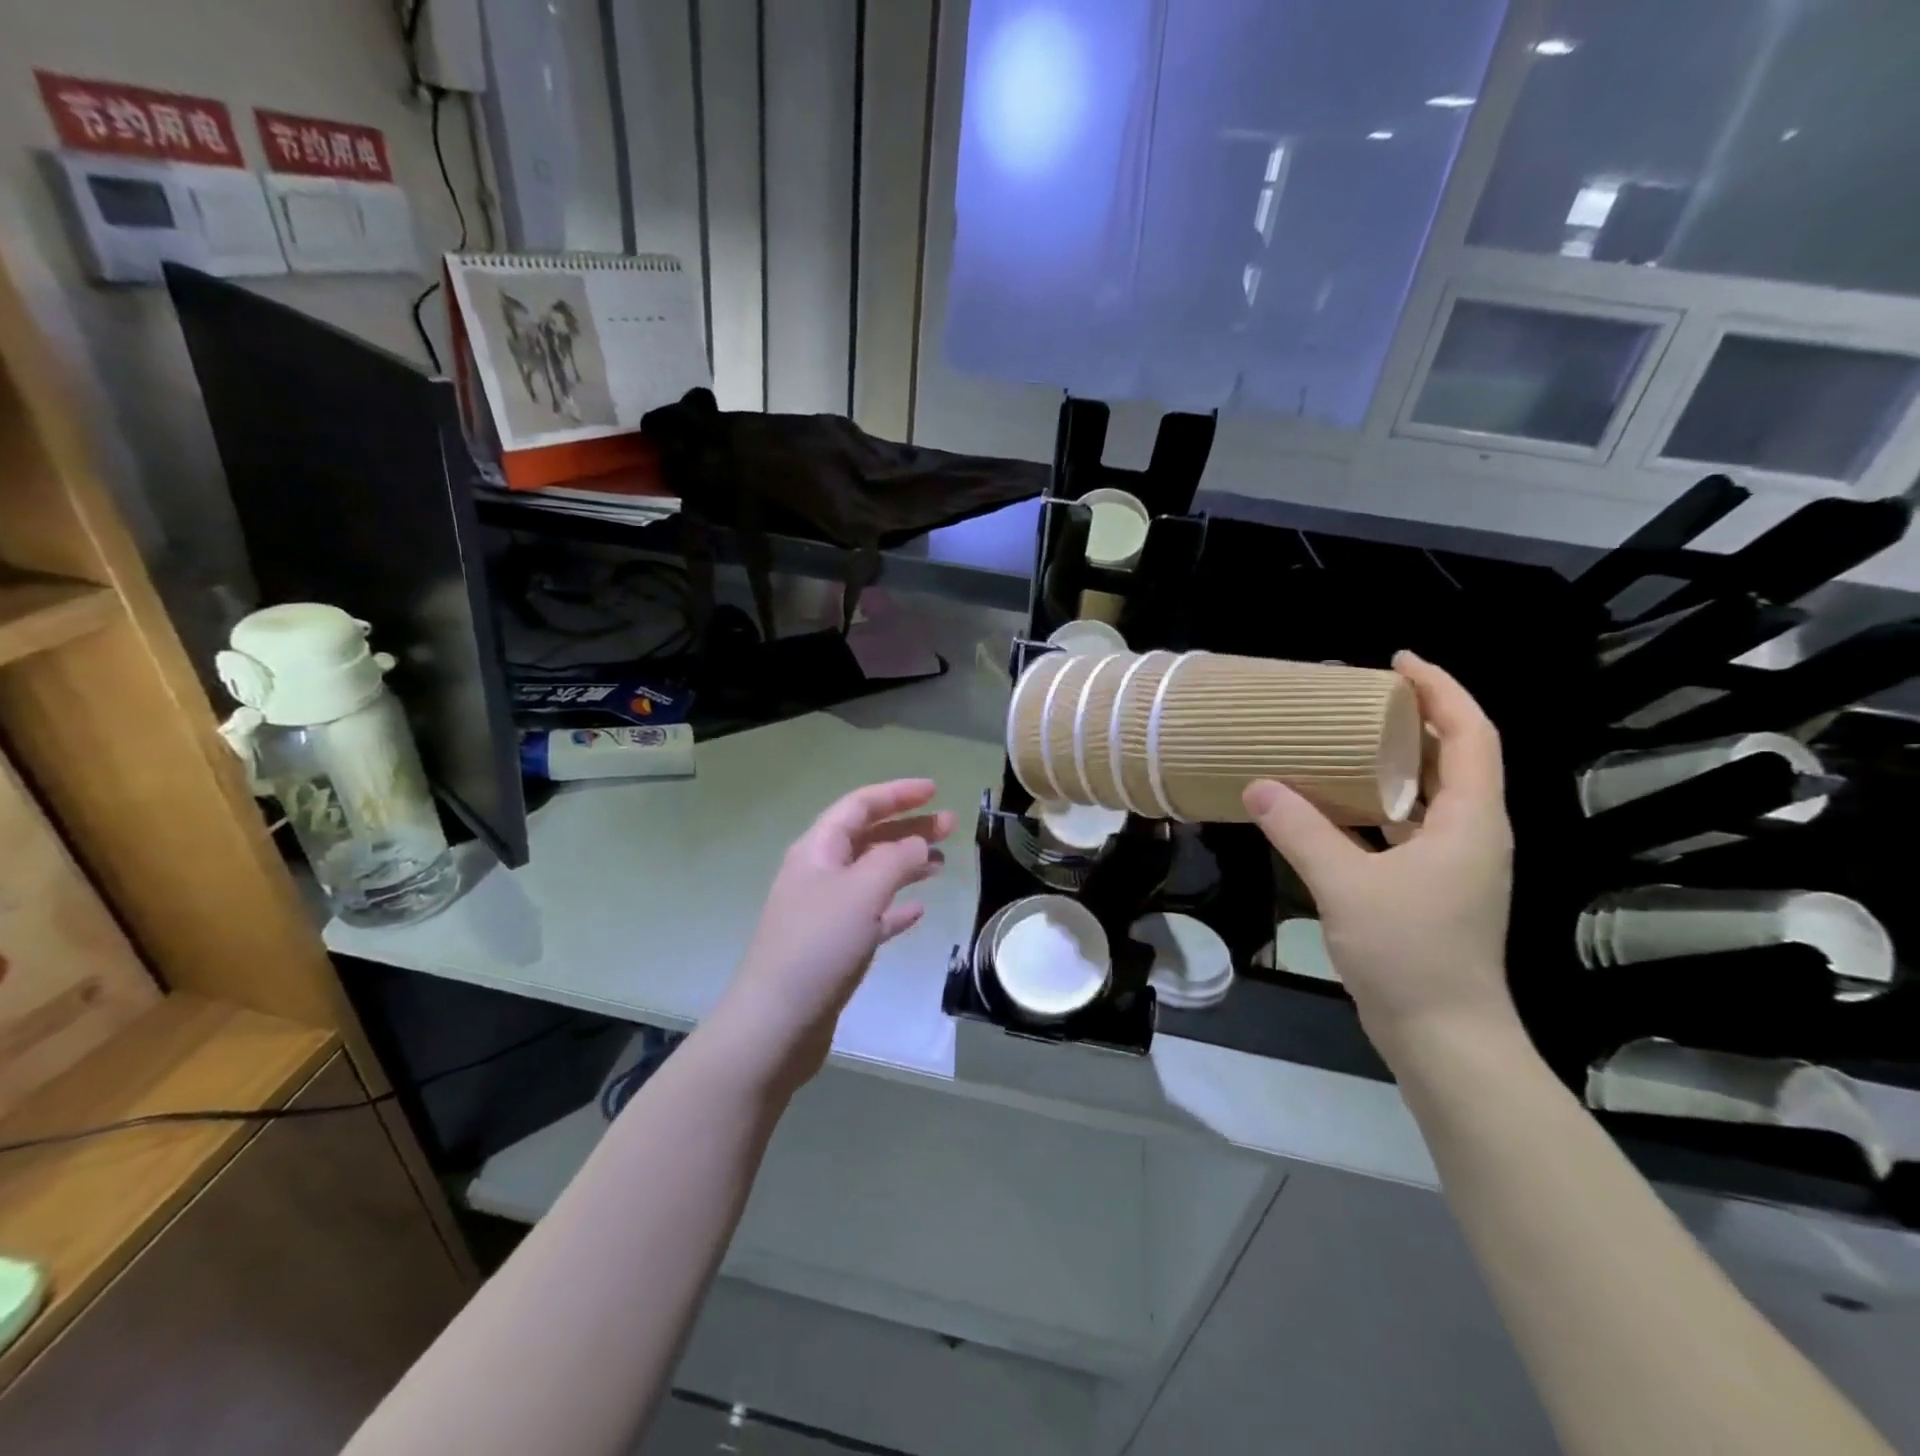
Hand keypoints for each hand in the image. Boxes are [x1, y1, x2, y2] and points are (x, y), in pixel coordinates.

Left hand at [713, 779, 953, 1096]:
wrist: (776, 1023)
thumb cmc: (818, 946)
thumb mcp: (862, 891)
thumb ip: (895, 859)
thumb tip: (918, 843)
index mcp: (818, 850)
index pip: (859, 805)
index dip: (897, 793)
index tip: (934, 791)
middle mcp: (819, 873)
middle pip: (868, 837)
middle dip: (908, 827)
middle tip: (951, 826)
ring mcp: (824, 911)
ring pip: (872, 875)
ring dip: (906, 865)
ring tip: (942, 865)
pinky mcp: (833, 946)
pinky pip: (870, 914)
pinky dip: (895, 907)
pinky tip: (918, 912)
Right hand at [1243, 652, 1516, 1057]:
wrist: (1444, 1037)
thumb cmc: (1409, 954)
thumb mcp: (1345, 884)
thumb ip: (1299, 830)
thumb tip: (1256, 785)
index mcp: (1472, 820)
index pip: (1469, 735)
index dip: (1440, 690)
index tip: (1397, 662)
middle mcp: (1474, 833)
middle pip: (1454, 757)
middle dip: (1416, 719)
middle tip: (1361, 695)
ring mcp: (1456, 863)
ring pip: (1431, 793)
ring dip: (1396, 761)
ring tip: (1345, 738)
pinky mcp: (1434, 886)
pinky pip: (1410, 825)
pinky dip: (1379, 803)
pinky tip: (1336, 803)